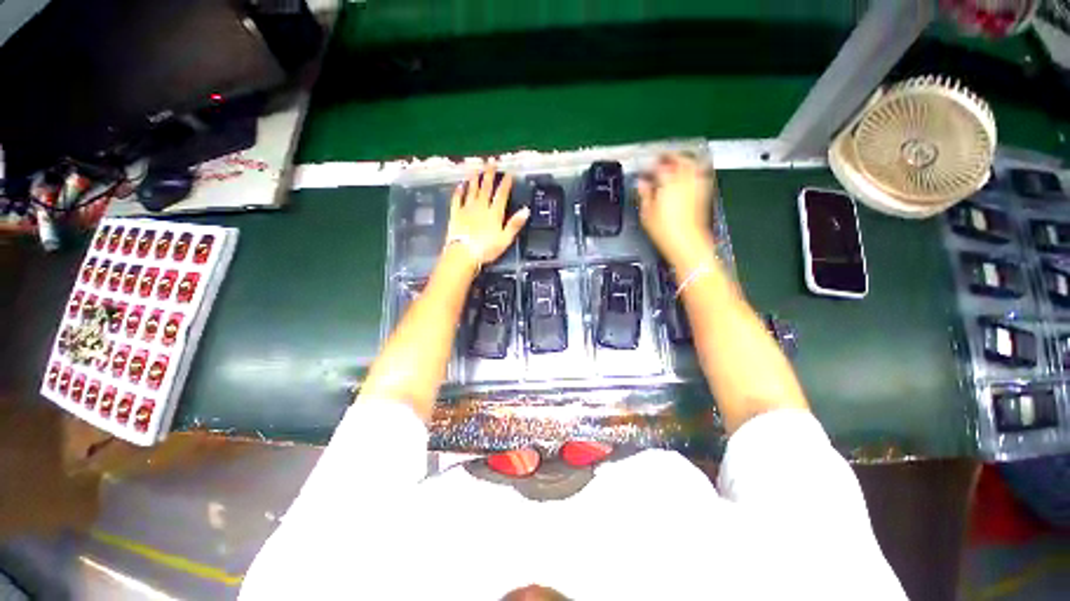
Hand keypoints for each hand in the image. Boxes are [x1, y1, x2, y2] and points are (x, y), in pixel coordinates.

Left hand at [445, 163, 529, 268]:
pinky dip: (459, 191)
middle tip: (491, 162)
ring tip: (476, 168)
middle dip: (489, 174)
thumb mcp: (505, 239)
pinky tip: (460, 185)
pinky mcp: (455, 214)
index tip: (509, 173)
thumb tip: (526, 210)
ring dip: (475, 178)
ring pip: (472, 190)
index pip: (501, 195)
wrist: (463, 253)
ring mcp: (467, 209)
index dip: (506, 183)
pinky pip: (457, 199)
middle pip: (486, 188)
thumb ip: (515, 224)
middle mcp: (481, 207)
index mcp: (494, 213)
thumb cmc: (486, 249)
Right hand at [637, 153, 715, 266]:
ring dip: (684, 160)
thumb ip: (644, 194)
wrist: (687, 242)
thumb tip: (642, 182)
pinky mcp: (703, 193)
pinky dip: (694, 170)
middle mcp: (685, 180)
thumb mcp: (647, 213)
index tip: (646, 167)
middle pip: (680, 159)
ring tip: (675, 164)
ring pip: (693, 164)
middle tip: (661, 160)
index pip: (660, 165)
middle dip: (671, 156)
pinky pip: (700, 174)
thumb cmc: (664, 230)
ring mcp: (696, 185)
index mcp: (668, 183)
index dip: (652, 163)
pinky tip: (688, 175)